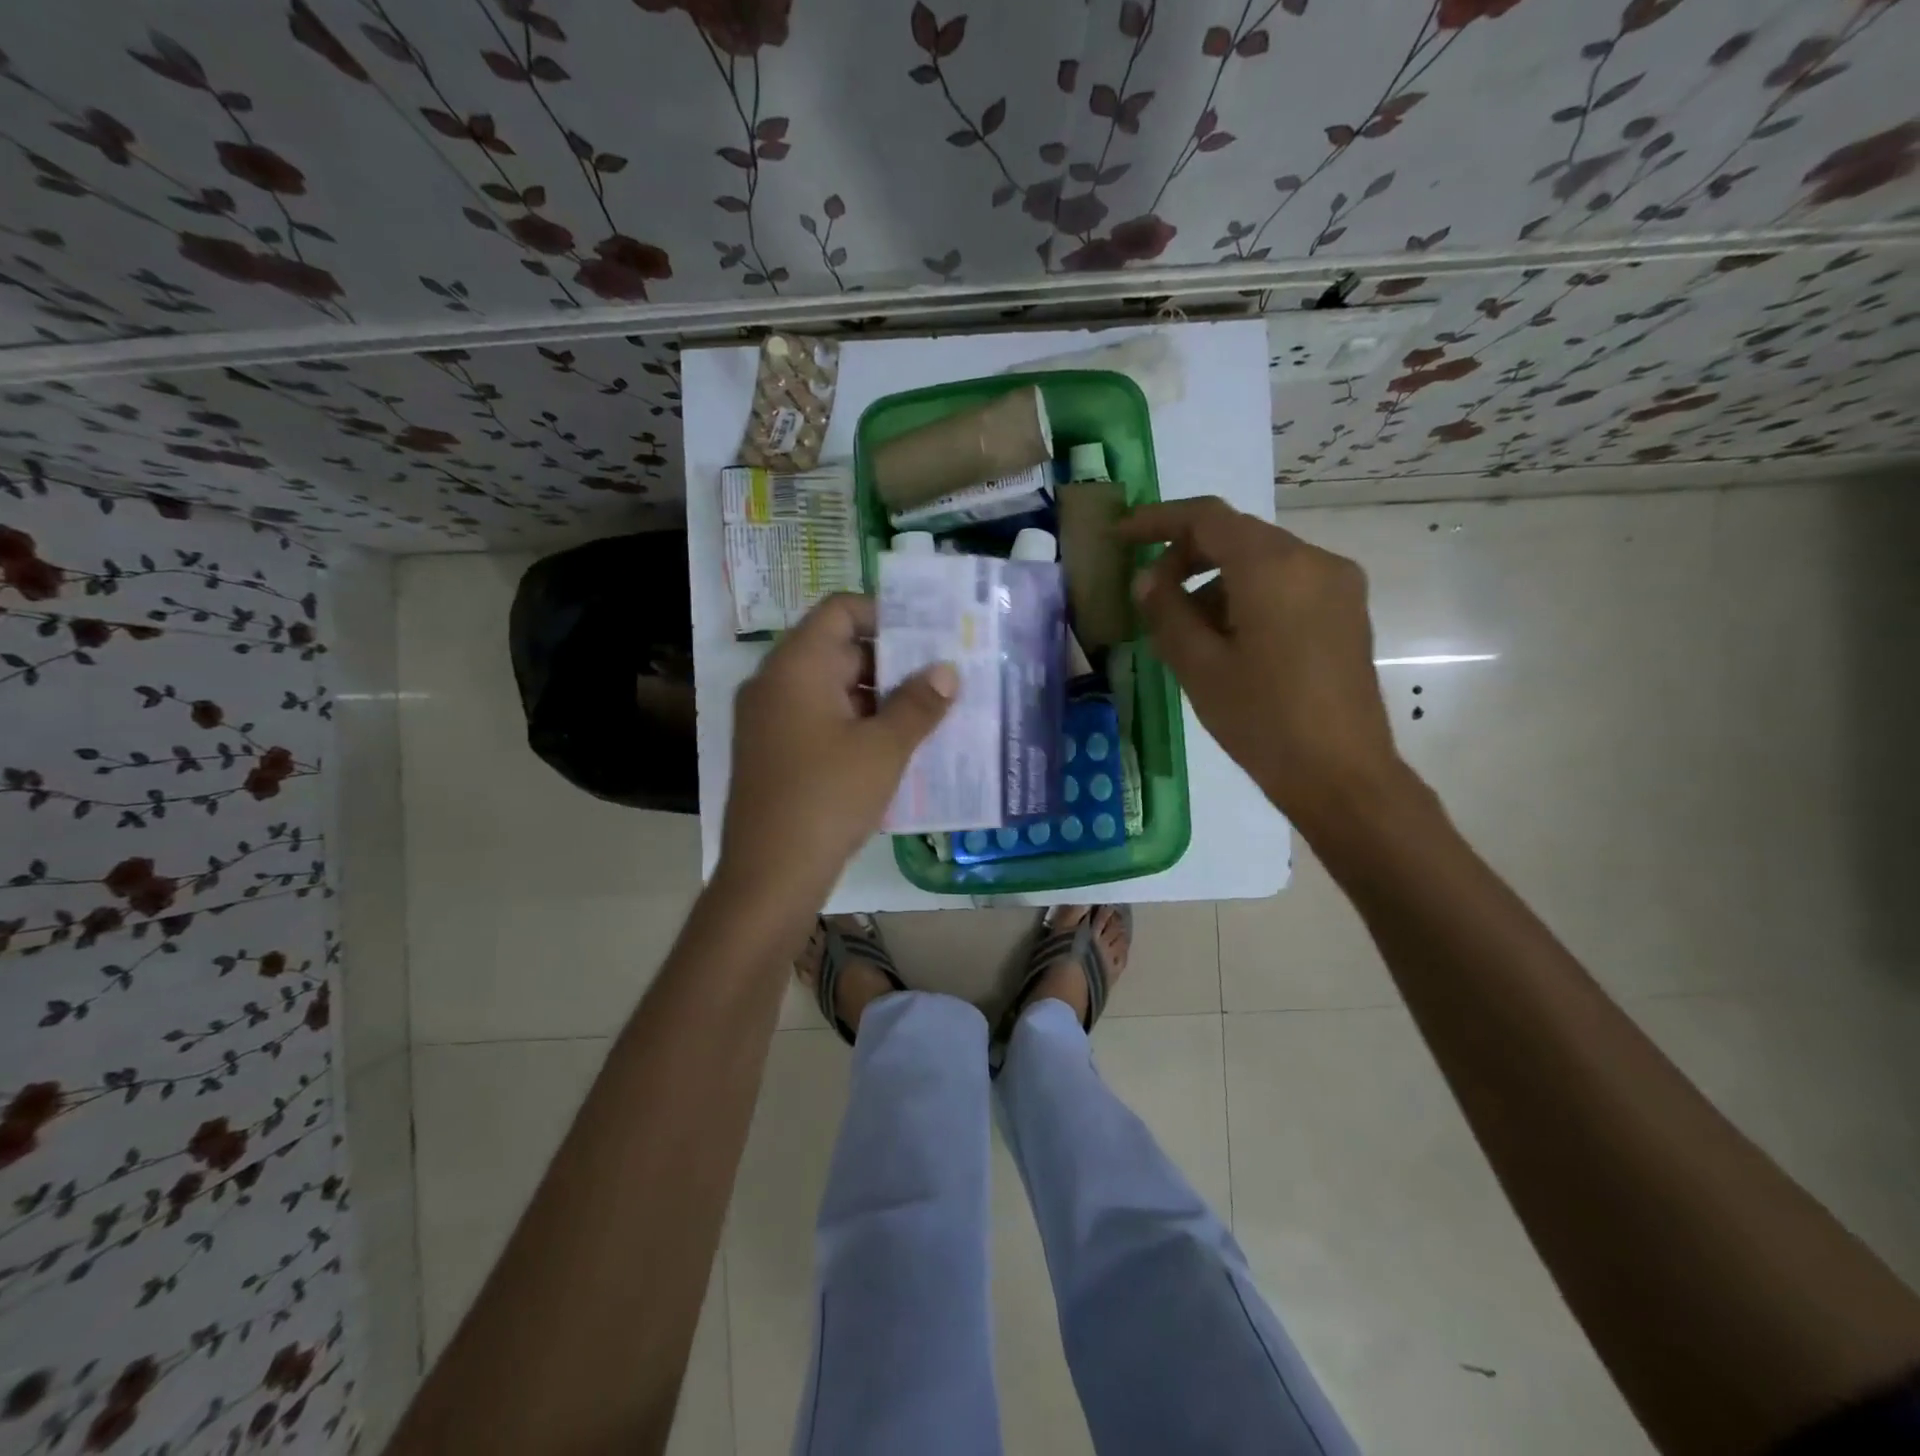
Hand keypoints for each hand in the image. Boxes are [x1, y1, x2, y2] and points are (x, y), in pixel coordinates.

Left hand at [718, 593, 955, 905]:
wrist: (770, 874)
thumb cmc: (828, 798)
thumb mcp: (884, 749)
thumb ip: (918, 704)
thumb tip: (947, 671)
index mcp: (796, 666)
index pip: (840, 610)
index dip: (885, 614)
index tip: (928, 636)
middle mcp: (776, 682)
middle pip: (838, 649)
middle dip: (892, 662)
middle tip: (942, 676)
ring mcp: (770, 719)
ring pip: (833, 688)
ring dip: (878, 697)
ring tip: (929, 713)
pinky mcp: (774, 751)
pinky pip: (820, 719)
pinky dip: (856, 723)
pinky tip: (895, 746)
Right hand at [1117, 497, 1404, 836]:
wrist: (1341, 774)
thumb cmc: (1262, 720)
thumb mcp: (1199, 666)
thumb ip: (1166, 611)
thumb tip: (1148, 580)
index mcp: (1273, 567)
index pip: (1207, 518)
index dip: (1158, 520)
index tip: (1122, 536)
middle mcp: (1313, 560)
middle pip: (1237, 536)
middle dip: (1187, 556)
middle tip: (1150, 595)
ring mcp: (1337, 584)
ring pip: (1262, 562)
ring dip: (1216, 582)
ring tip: (1185, 632)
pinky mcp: (1346, 611)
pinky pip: (1286, 584)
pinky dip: (1247, 596)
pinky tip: (1226, 640)